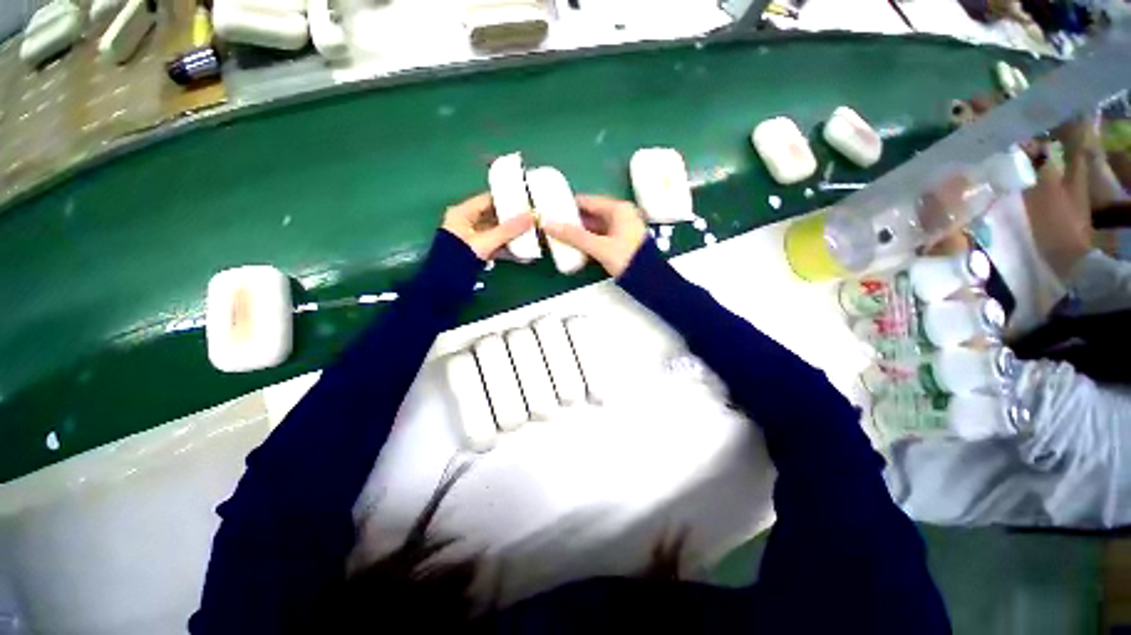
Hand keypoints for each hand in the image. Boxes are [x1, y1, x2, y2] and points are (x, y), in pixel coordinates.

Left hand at [442, 192, 534, 260]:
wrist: (445, 284)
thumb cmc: (460, 257)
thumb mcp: (486, 241)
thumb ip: (508, 230)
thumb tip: (531, 216)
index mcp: (463, 213)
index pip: (488, 200)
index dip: (507, 200)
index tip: (526, 202)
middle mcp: (467, 224)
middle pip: (494, 217)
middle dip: (513, 220)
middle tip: (532, 220)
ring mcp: (472, 240)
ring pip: (497, 234)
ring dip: (513, 237)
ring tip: (531, 237)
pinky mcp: (478, 254)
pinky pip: (496, 248)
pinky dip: (509, 250)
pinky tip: (524, 255)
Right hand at [541, 195, 648, 276]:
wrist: (650, 281)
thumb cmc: (626, 258)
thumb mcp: (599, 246)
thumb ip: (573, 236)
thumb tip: (548, 224)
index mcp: (618, 209)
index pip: (587, 201)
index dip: (568, 205)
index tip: (551, 210)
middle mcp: (620, 216)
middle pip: (590, 215)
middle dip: (572, 221)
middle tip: (552, 226)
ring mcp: (621, 230)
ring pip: (594, 228)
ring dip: (578, 233)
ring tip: (559, 237)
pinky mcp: (620, 244)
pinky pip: (599, 238)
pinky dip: (587, 242)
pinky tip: (574, 248)